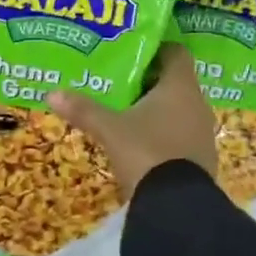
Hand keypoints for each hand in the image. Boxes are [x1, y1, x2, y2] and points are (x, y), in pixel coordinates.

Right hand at [44, 45, 216, 199]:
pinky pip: (183, 135)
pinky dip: (165, 133)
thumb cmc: (146, 152)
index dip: (157, 49)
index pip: (176, 53)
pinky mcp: (202, 159)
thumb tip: (52, 93)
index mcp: (180, 87)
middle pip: (176, 82)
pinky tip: (142, 142)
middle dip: (150, 81)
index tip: (134, 51)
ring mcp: (203, 133)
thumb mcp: (109, 129)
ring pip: (180, 110)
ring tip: (127, 111)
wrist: (176, 207)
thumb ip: (84, 109)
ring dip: (158, 109)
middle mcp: (198, 104)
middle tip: (121, 81)